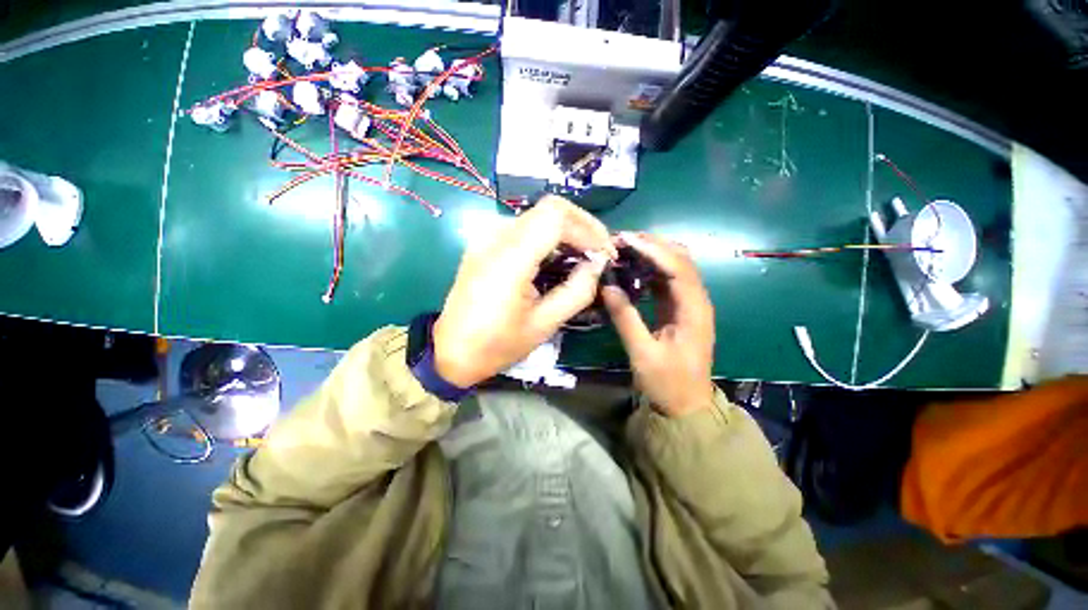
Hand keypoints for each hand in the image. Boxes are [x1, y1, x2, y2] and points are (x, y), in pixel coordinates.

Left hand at [433, 196, 616, 386]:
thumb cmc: (497, 344)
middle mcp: (495, 237)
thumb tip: (597, 264)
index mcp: (509, 258)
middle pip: (549, 209)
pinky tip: (558, 258)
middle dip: (582, 227)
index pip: (555, 216)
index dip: (587, 228)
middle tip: (600, 252)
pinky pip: (524, 228)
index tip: (605, 253)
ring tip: (584, 257)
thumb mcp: (544, 324)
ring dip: (566, 231)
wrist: (451, 351)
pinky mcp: (485, 243)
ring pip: (538, 216)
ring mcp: (487, 237)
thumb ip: (576, 291)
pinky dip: (548, 238)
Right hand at [601, 232, 715, 415]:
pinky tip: (632, 268)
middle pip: (680, 260)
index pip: (678, 267)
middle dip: (653, 245)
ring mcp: (689, 304)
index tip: (625, 240)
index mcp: (693, 310)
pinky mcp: (679, 309)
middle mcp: (696, 300)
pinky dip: (650, 269)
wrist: (685, 406)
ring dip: (652, 254)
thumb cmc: (667, 383)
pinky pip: (667, 280)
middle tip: (621, 240)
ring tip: (624, 248)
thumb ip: (625, 318)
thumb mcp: (642, 353)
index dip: (653, 249)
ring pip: (675, 267)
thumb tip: (607, 286)